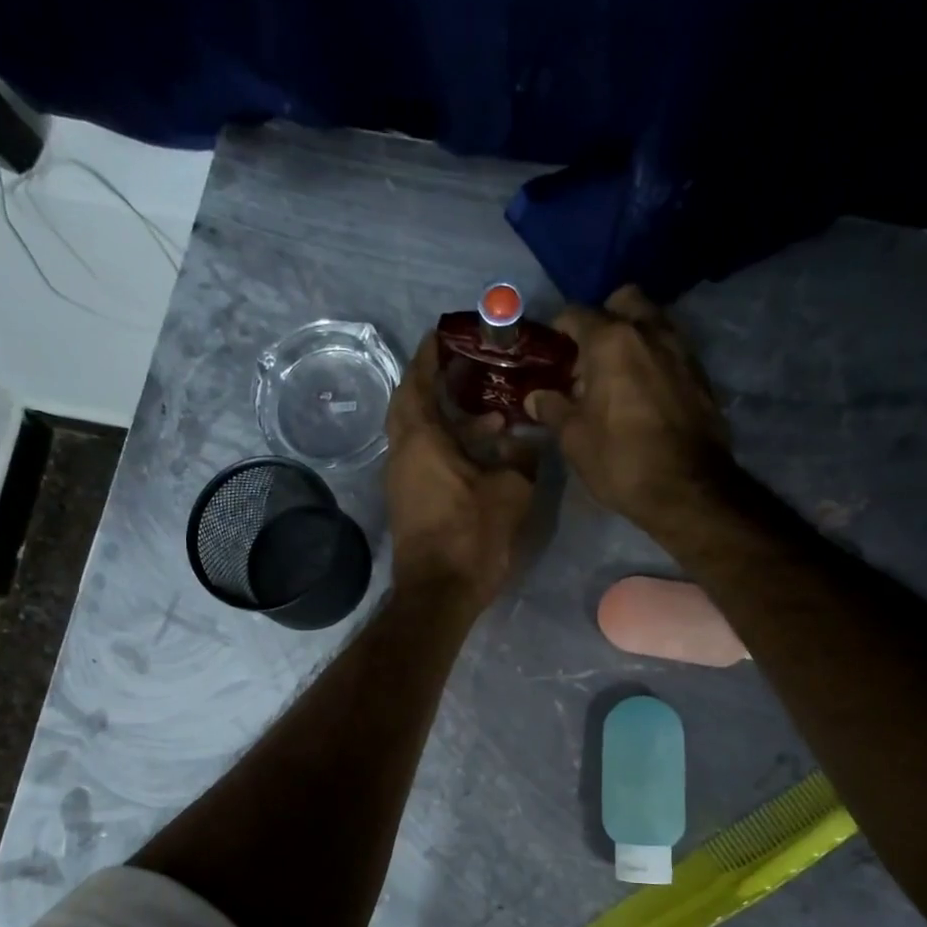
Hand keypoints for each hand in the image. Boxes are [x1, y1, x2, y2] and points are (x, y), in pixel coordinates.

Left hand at [385, 332, 535, 611]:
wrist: (439, 593)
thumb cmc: (471, 535)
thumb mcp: (510, 491)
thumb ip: (519, 457)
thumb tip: (524, 441)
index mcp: (421, 439)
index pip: (418, 382)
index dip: (430, 355)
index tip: (443, 334)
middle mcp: (402, 453)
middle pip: (411, 404)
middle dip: (434, 382)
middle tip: (466, 368)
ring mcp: (401, 479)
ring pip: (418, 434)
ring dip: (446, 418)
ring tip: (488, 413)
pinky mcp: (409, 501)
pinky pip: (423, 457)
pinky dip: (445, 444)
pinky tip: (479, 451)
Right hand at [525, 286, 733, 530]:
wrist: (687, 487)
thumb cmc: (620, 459)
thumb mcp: (574, 438)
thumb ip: (553, 409)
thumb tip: (536, 397)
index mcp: (611, 341)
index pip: (576, 314)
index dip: (558, 330)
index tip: (550, 352)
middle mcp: (649, 332)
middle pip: (623, 301)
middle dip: (604, 319)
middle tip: (589, 357)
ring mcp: (681, 349)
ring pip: (652, 322)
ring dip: (632, 337)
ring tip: (615, 377)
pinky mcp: (700, 373)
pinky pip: (671, 350)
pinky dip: (654, 359)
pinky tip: (642, 393)